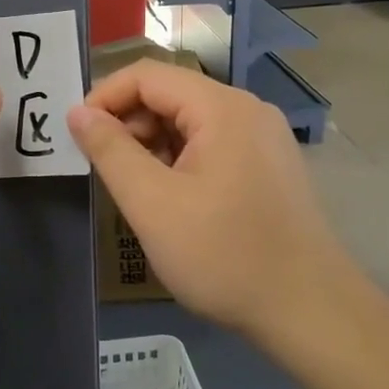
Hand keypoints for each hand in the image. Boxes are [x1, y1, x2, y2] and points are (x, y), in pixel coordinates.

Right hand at [68, 61, 359, 338]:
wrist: (311, 312)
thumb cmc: (224, 255)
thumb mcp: (152, 204)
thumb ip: (110, 151)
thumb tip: (77, 112)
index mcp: (221, 108)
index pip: (147, 75)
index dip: (104, 98)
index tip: (76, 136)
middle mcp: (247, 110)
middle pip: (170, 95)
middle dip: (128, 123)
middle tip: (103, 168)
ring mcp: (263, 138)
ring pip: (189, 121)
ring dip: (152, 144)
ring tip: (134, 188)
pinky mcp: (269, 165)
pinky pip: (211, 144)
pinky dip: (179, 159)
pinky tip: (170, 199)